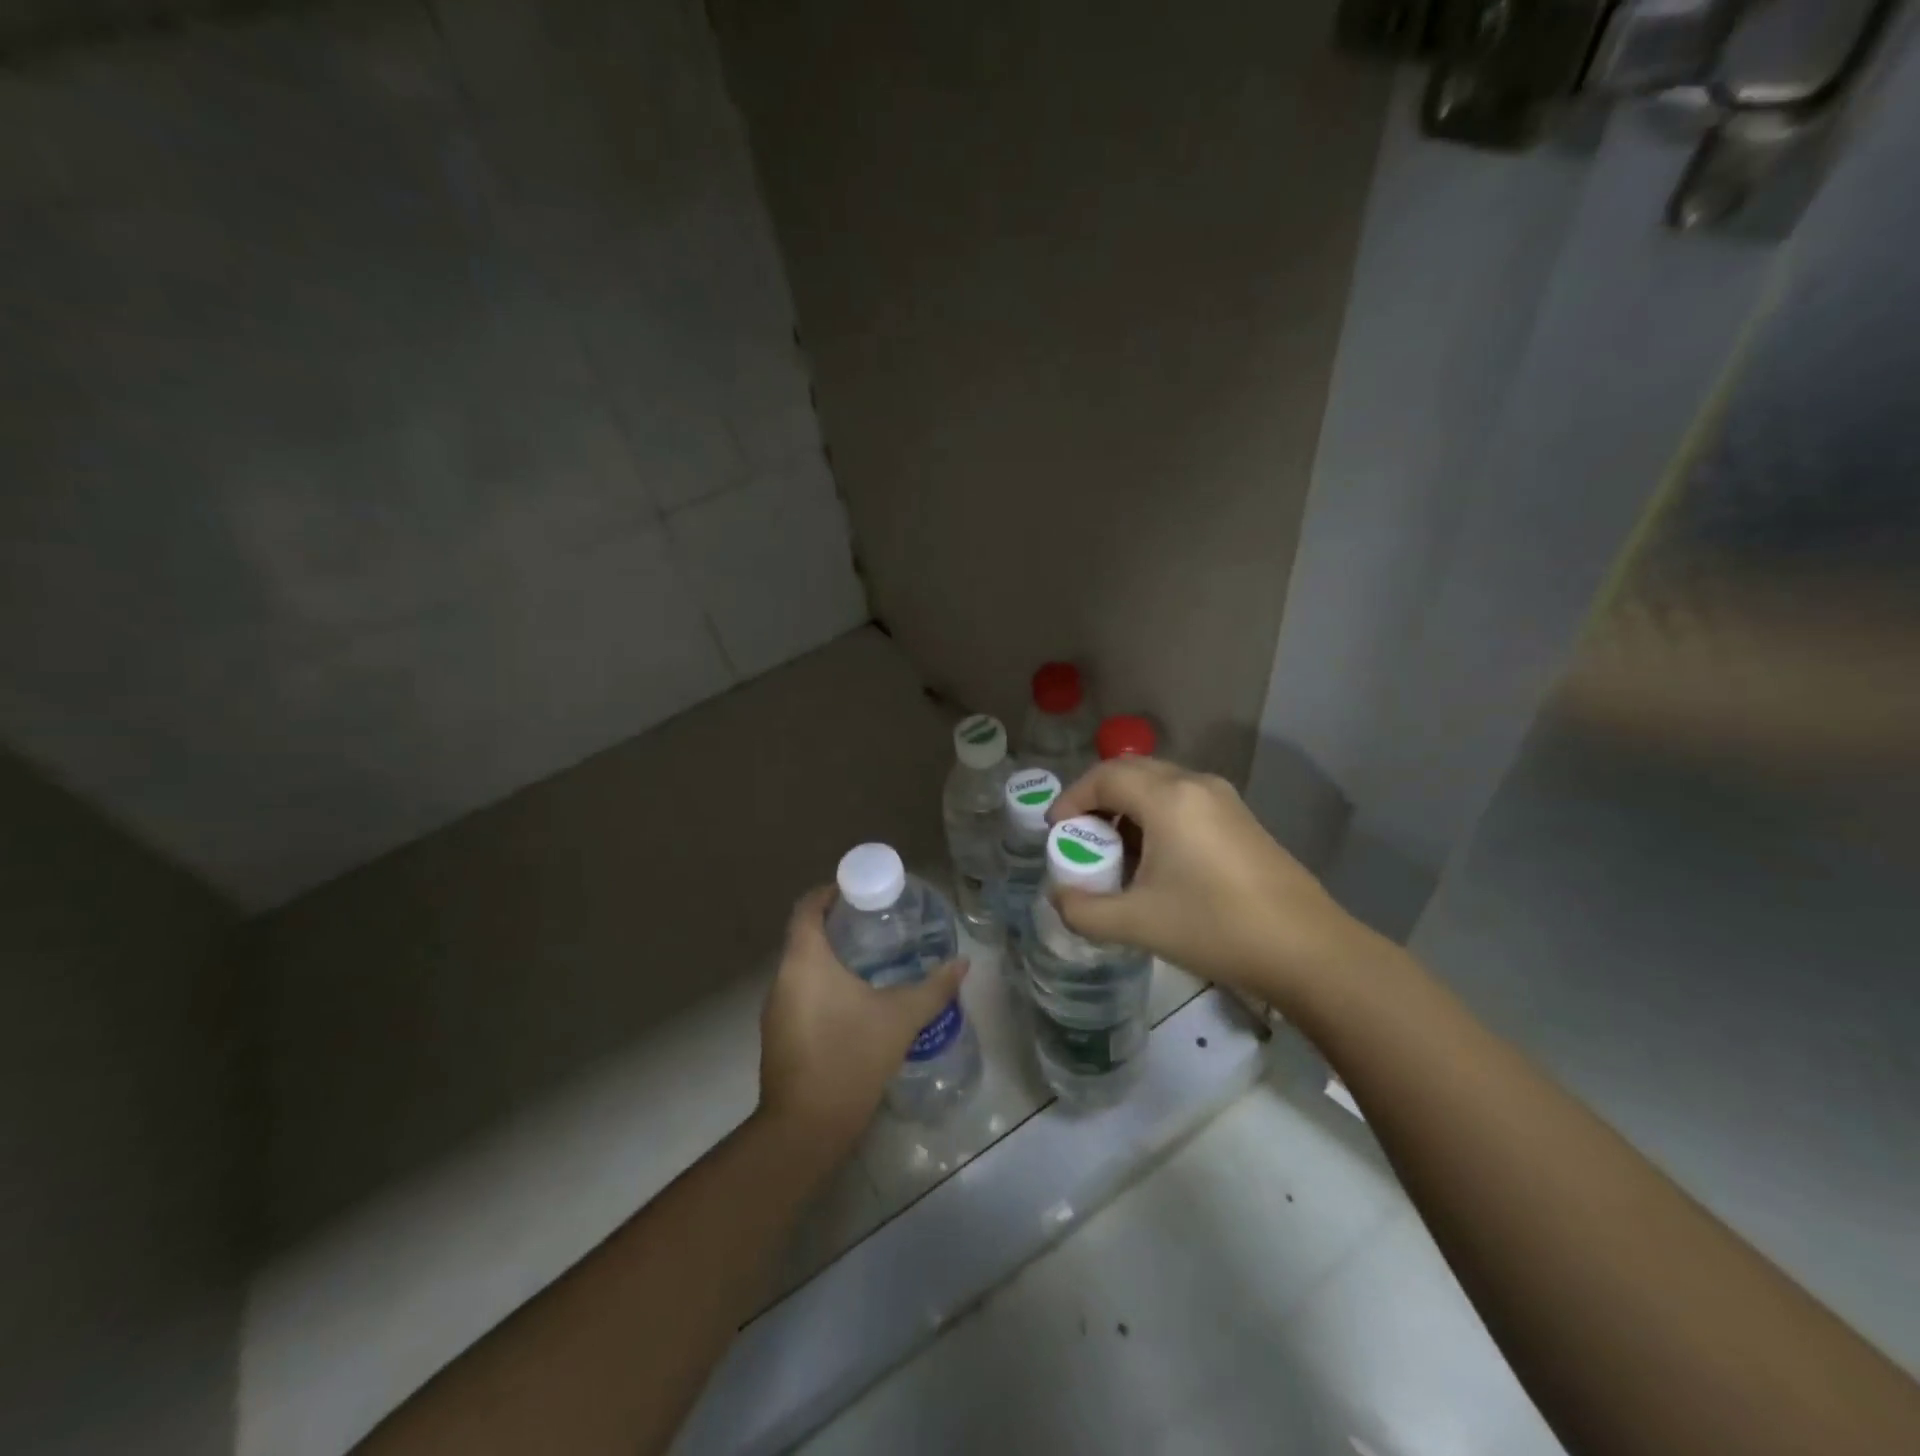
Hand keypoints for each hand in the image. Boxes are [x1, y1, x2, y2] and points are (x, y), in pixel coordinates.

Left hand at [757, 887, 967, 1157]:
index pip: (807, 908)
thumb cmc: (852, 1056)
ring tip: (869, 961)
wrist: (806, 1125)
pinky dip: (821, 987)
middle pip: (804, 936)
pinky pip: (798, 994)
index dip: (828, 893)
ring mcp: (775, 1008)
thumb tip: (963, 963)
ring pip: (801, 968)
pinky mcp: (776, 1035)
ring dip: (828, 959)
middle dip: (835, 926)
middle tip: (874, 925)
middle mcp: (782, 977)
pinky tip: (852, 1003)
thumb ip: (934, 987)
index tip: (857, 892)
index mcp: (805, 959)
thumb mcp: (901, 1017)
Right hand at [1047, 758, 1378, 1009]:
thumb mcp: (1137, 923)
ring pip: (1159, 785)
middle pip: (1131, 772)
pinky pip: (1183, 801)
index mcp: (1168, 798)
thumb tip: (1059, 898)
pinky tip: (1155, 861)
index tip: (1055, 832)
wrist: (1308, 950)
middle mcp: (1196, 785)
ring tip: (1113, 852)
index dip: (1071, 799)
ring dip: (1127, 808)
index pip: (1104, 777)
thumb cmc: (1215, 928)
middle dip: (1097, 799)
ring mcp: (1224, 800)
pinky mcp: (1241, 820)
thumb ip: (1084, 910)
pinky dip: (1155, 817)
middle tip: (1079, 837)